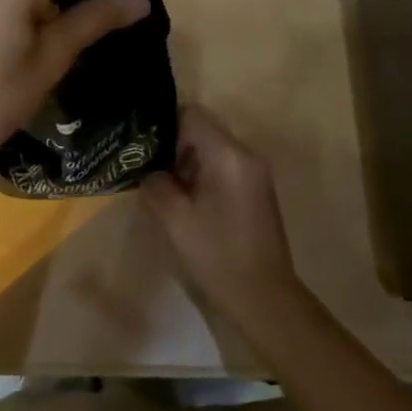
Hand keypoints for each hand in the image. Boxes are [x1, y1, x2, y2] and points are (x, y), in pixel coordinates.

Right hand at [145, 106, 302, 330]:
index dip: (165, 127)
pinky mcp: (256, 189)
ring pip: (213, 147)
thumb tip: (151, 172)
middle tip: (152, 173)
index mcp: (228, 155)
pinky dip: (204, 174)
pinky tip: (190, 203)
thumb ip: (157, 184)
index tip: (148, 152)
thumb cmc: (217, 254)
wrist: (263, 296)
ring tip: (168, 190)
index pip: (192, 114)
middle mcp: (246, 154)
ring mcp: (255, 172)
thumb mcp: (175, 219)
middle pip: (203, 128)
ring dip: (188, 162)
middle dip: (175, 146)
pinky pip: (224, 165)